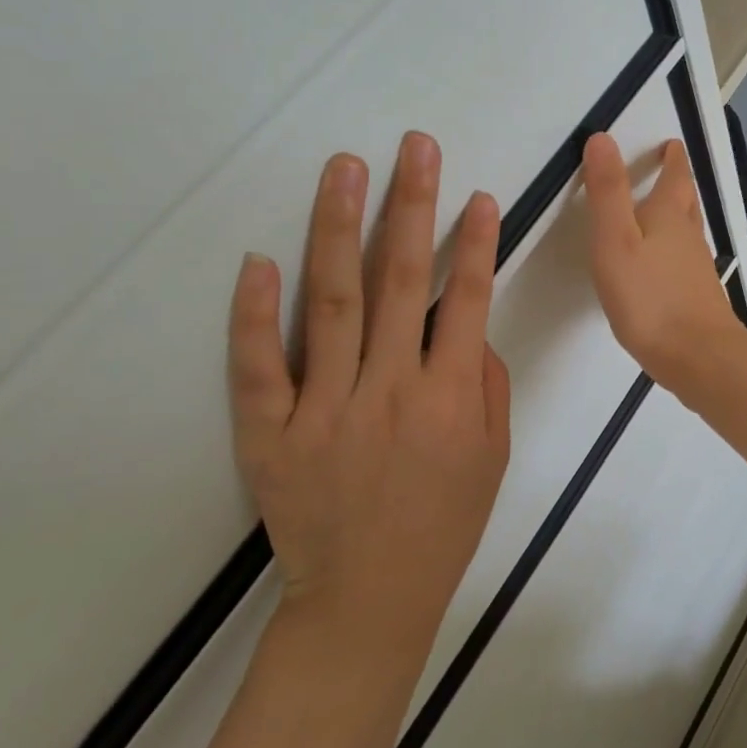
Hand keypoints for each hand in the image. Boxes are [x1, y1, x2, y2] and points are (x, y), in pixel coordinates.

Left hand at [227, 132, 511, 651]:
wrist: (366, 600)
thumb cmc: (442, 525)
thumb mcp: (493, 457)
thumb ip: (486, 385)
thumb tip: (468, 325)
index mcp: (448, 400)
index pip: (467, 301)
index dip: (475, 244)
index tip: (477, 195)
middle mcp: (389, 390)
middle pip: (401, 282)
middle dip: (411, 207)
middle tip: (414, 147)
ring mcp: (324, 408)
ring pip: (331, 303)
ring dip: (338, 228)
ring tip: (344, 168)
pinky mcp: (270, 432)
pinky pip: (258, 366)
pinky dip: (254, 312)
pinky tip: (258, 259)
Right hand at [582, 133, 745, 390]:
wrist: (698, 357)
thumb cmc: (650, 297)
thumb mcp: (616, 240)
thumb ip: (608, 192)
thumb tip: (603, 138)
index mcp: (668, 217)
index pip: (675, 178)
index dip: (672, 159)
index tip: (672, 144)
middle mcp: (688, 238)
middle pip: (687, 202)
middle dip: (678, 183)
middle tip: (672, 170)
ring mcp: (697, 270)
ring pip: (689, 231)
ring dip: (679, 215)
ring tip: (666, 211)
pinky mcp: (698, 298)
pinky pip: (686, 261)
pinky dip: (677, 250)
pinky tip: (665, 267)